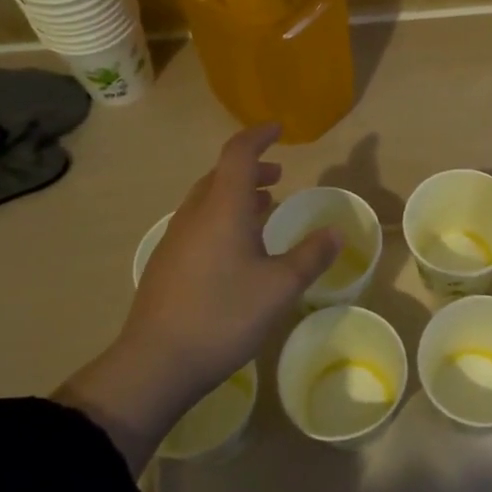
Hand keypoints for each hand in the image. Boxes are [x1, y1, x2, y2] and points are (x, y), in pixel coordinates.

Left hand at [55, 124, 338, 470]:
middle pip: (220, 175)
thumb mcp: (280, 287)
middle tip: (279, 177)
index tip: (279, 129)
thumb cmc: (223, 315)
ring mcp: (176, 239)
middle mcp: (195, 215)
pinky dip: (223, 217)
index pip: (239, 154)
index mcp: (222, 209)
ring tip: (263, 208)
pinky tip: (237, 249)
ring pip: (207, 200)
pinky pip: (199, 223)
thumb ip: (310, 256)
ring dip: (236, 195)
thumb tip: (336, 232)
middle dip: (251, 169)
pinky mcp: (167, 263)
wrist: (156, 362)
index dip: (259, 136)